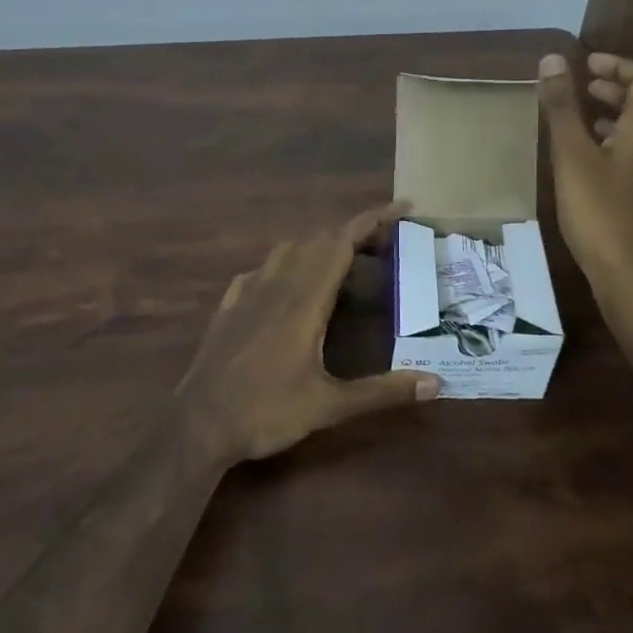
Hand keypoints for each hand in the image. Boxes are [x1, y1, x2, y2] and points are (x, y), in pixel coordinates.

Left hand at [174, 203, 439, 465]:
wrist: (197, 425)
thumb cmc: (266, 412)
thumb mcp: (329, 407)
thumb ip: (382, 392)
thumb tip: (435, 383)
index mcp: (304, 299)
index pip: (341, 242)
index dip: (372, 219)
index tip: (401, 207)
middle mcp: (277, 284)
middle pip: (319, 239)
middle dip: (355, 232)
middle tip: (386, 245)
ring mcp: (248, 292)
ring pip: (289, 249)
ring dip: (320, 244)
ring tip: (344, 262)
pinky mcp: (230, 305)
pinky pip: (262, 269)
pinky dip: (286, 263)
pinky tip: (290, 284)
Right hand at [537, 52, 632, 295]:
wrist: (632, 276)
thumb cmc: (599, 210)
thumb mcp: (571, 154)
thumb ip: (561, 106)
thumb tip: (553, 59)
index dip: (618, 65)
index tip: (587, 63)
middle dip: (618, 89)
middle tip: (586, 87)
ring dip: (621, 116)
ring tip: (586, 119)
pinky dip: (623, 142)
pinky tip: (597, 162)